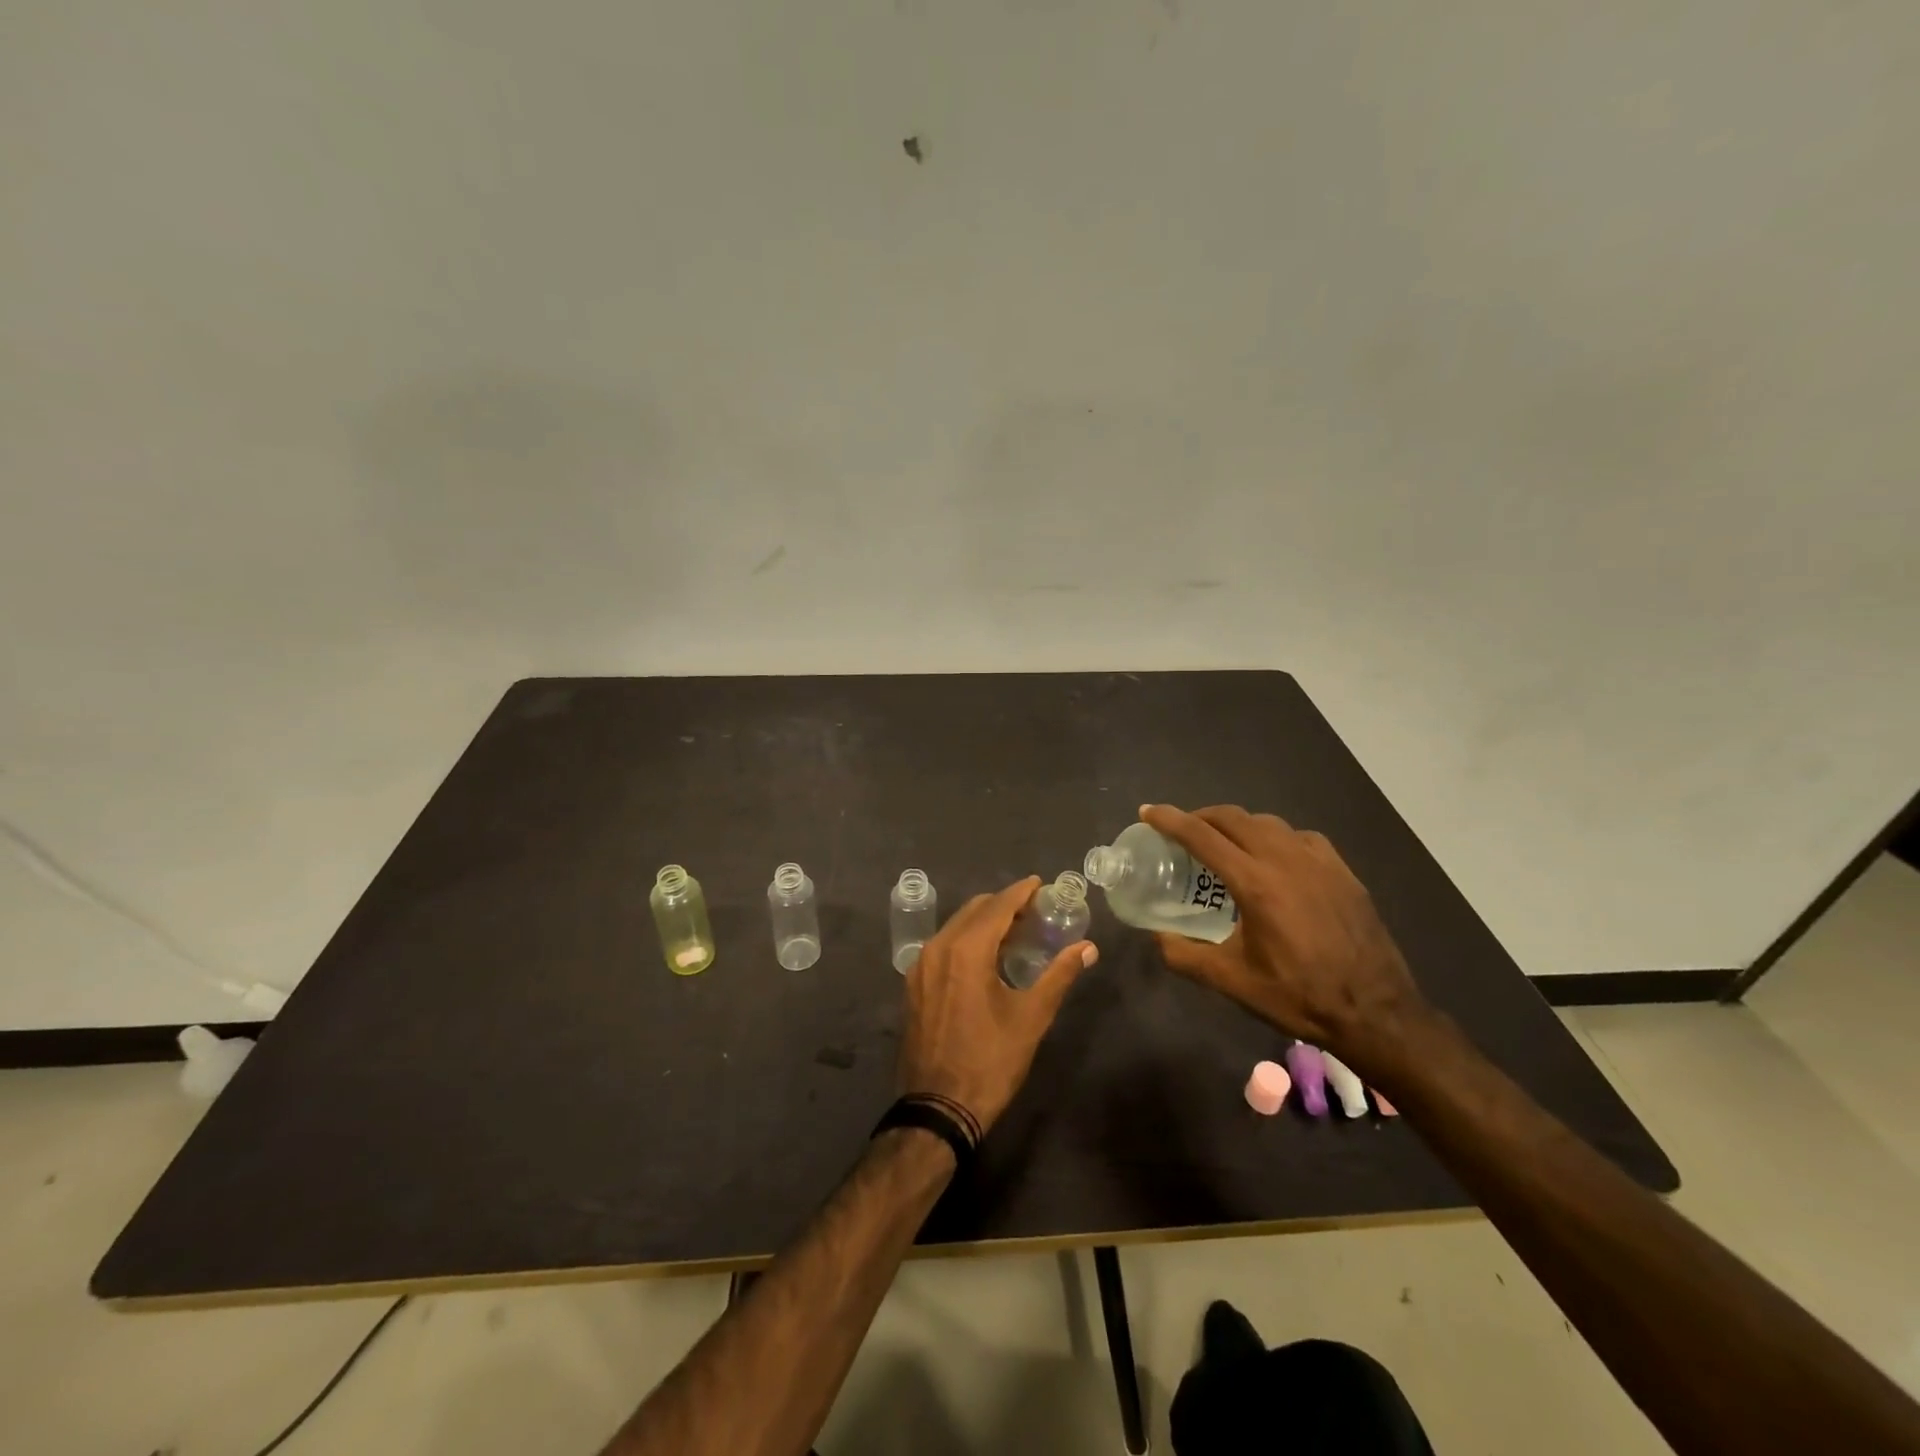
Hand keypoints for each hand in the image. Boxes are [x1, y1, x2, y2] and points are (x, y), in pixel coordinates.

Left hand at [897, 876, 1096, 1135]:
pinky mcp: (914, 984)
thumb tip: (1088, 948)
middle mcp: (938, 947)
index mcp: (965, 950)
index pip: (997, 906)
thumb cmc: (990, 1061)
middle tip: (1034, 910)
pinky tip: (985, 956)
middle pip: (974, 910)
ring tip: (1014, 932)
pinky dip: (965, 940)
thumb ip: (1059, 975)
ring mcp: (920, 966)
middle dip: (1003, 905)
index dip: (1021, 892)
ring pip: (955, 927)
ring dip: (984, 922)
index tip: (1040, 884)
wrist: (938, 1107)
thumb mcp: (1031, 1017)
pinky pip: (943, 946)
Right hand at [1141, 804, 1426, 1066]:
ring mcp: (1319, 861)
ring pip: (1267, 823)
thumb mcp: (1231, 981)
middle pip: (1233, 817)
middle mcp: (1285, 860)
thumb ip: (1184, 955)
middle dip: (1200, 816)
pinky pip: (1299, 837)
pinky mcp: (1342, 871)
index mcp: (1255, 884)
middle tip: (1181, 830)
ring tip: (1224, 843)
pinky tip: (1273, 858)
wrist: (1375, 1012)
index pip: (1202, 836)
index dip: (1169, 820)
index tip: (1148, 812)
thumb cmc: (1298, 996)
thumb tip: (1157, 937)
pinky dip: (1274, 837)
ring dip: (1237, 824)